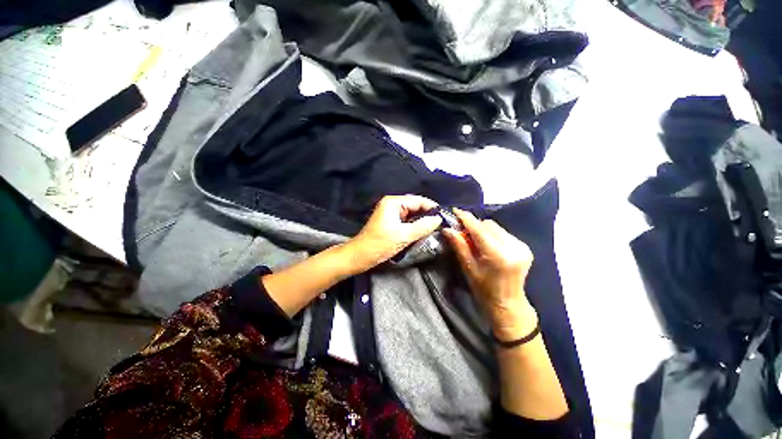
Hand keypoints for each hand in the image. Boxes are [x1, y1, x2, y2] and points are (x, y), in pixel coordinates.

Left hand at [345, 195, 442, 273]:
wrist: (360, 256)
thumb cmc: (380, 244)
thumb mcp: (404, 235)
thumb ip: (423, 226)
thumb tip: (439, 219)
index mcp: (394, 202)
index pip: (418, 200)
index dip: (432, 208)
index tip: (445, 217)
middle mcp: (392, 204)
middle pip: (415, 206)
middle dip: (428, 214)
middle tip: (442, 224)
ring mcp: (390, 213)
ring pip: (412, 214)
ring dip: (422, 221)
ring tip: (435, 228)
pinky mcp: (390, 222)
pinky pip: (406, 221)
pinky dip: (415, 225)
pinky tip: (423, 231)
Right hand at [443, 208, 536, 340]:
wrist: (508, 304)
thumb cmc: (484, 290)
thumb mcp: (468, 268)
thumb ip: (459, 246)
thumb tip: (447, 229)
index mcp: (498, 255)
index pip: (479, 229)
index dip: (466, 218)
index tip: (455, 211)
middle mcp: (513, 247)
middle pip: (488, 224)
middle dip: (474, 226)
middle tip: (462, 233)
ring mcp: (521, 247)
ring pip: (496, 227)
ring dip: (483, 230)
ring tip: (475, 241)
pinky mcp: (524, 247)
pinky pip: (503, 233)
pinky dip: (492, 235)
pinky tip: (488, 246)